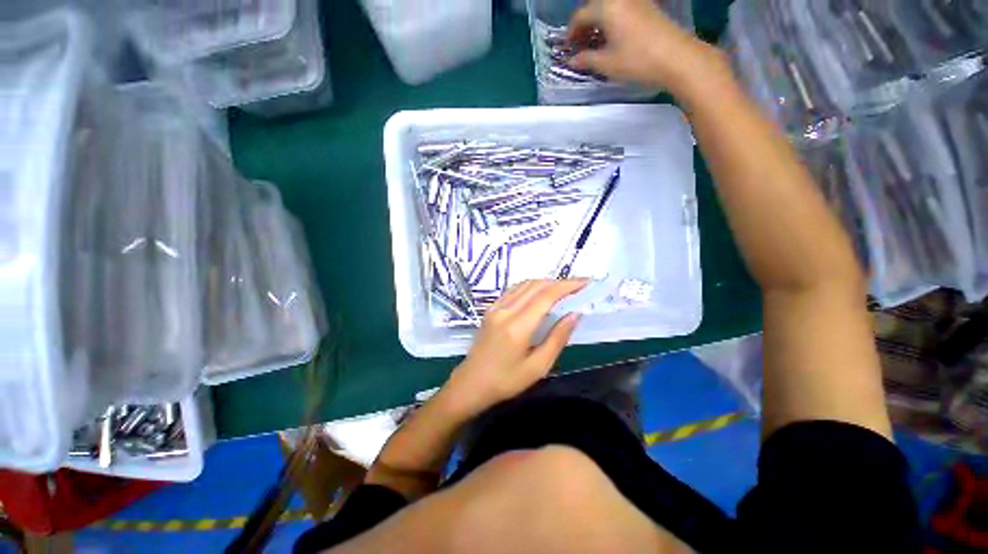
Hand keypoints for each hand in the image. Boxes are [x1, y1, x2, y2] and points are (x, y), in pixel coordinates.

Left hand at [440, 280, 586, 416]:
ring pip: (524, 285)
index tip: (585, 282)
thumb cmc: (506, 381)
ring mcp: (495, 307)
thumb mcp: (538, 367)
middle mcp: (505, 310)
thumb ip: (557, 338)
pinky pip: (514, 290)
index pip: (546, 296)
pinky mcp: (491, 309)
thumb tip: (575, 314)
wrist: (471, 384)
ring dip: (546, 282)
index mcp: (518, 326)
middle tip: (579, 285)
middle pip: (536, 285)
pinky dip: (531, 287)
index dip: (567, 285)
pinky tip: (540, 293)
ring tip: (564, 288)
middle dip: (559, 282)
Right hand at [567, 0, 729, 94]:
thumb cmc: (637, 60)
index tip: (568, 47)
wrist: (676, 57)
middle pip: (595, 7)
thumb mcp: (607, 64)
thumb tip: (572, 61)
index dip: (571, 31)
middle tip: (580, 44)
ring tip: (595, 42)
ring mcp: (636, 1)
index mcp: (607, 7)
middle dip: (584, 24)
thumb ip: (586, 60)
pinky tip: (612, 38)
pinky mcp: (647, 8)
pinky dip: (612, 21)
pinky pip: (622, 9)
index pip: (581, 15)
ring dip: (598, 22)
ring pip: (609, 7)